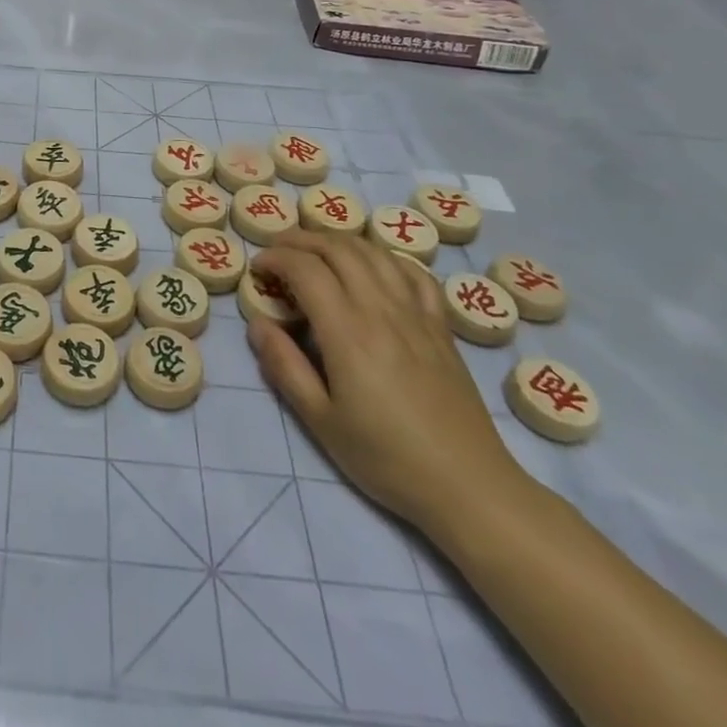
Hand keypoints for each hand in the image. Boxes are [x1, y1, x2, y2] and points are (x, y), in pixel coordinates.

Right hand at [247, 232, 528, 533]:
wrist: (468, 486)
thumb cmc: (386, 458)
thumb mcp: (320, 420)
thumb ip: (284, 366)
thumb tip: (257, 324)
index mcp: (348, 332)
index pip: (305, 269)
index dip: (276, 257)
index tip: (257, 268)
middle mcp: (382, 310)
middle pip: (338, 248)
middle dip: (301, 239)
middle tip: (278, 249)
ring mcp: (416, 314)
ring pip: (374, 252)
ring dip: (338, 241)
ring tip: (316, 251)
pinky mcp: (441, 326)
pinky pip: (413, 272)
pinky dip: (385, 257)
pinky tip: (373, 267)